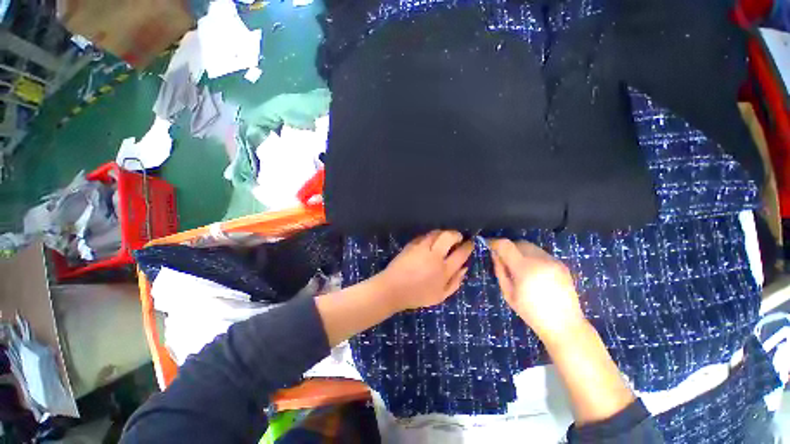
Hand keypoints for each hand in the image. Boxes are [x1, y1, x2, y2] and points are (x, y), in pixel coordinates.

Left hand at [375, 231, 473, 311]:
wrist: (393, 289)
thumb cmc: (418, 295)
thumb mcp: (441, 296)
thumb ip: (455, 282)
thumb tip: (465, 268)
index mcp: (444, 269)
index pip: (461, 253)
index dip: (468, 246)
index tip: (470, 243)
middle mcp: (434, 255)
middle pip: (449, 237)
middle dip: (456, 234)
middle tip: (458, 237)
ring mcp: (421, 248)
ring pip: (436, 233)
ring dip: (443, 233)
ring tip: (445, 237)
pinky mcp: (411, 245)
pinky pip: (424, 236)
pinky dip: (430, 236)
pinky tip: (431, 240)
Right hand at [487, 239, 585, 340]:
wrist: (564, 325)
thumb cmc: (531, 312)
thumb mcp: (508, 293)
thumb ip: (500, 271)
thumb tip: (494, 254)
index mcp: (524, 268)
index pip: (506, 245)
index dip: (495, 242)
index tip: (488, 245)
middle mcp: (540, 260)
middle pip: (518, 243)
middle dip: (508, 248)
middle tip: (503, 260)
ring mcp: (553, 261)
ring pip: (530, 246)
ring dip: (520, 252)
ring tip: (519, 267)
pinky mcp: (561, 264)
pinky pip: (541, 253)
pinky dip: (532, 257)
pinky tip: (533, 272)